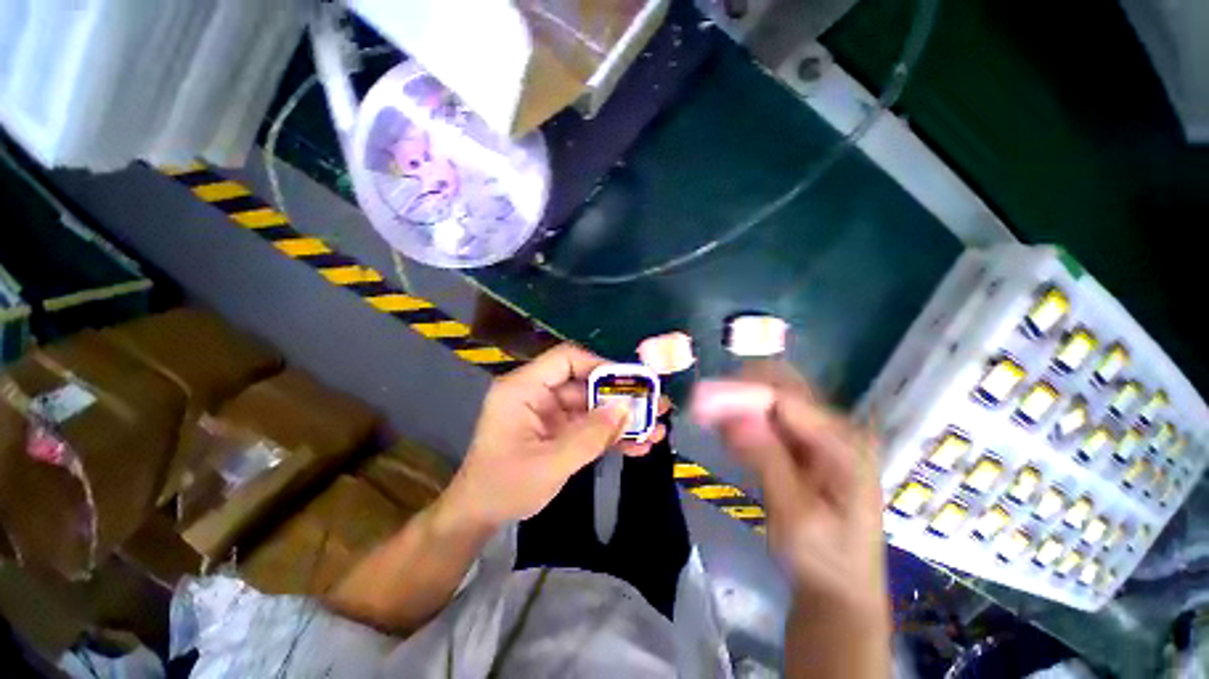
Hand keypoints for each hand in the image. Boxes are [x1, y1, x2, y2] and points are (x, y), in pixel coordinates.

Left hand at [447, 343, 667, 529]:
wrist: (478, 519)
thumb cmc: (504, 488)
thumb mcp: (550, 464)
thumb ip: (590, 436)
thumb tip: (627, 410)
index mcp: (524, 388)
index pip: (566, 359)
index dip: (600, 365)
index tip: (631, 381)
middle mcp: (537, 394)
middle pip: (585, 384)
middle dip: (620, 398)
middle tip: (655, 405)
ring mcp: (548, 413)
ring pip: (591, 407)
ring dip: (620, 419)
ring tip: (655, 429)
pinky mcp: (556, 431)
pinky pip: (587, 426)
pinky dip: (609, 435)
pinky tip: (637, 446)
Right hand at [691, 363, 884, 613]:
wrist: (840, 585)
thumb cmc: (823, 558)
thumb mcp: (795, 516)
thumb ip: (766, 460)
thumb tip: (733, 417)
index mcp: (844, 443)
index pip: (785, 398)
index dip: (740, 393)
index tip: (700, 399)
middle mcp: (836, 427)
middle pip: (782, 385)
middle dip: (739, 389)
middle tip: (702, 404)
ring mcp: (821, 432)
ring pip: (773, 395)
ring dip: (738, 401)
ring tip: (710, 417)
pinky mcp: (806, 441)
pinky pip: (770, 414)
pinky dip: (744, 416)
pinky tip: (728, 431)